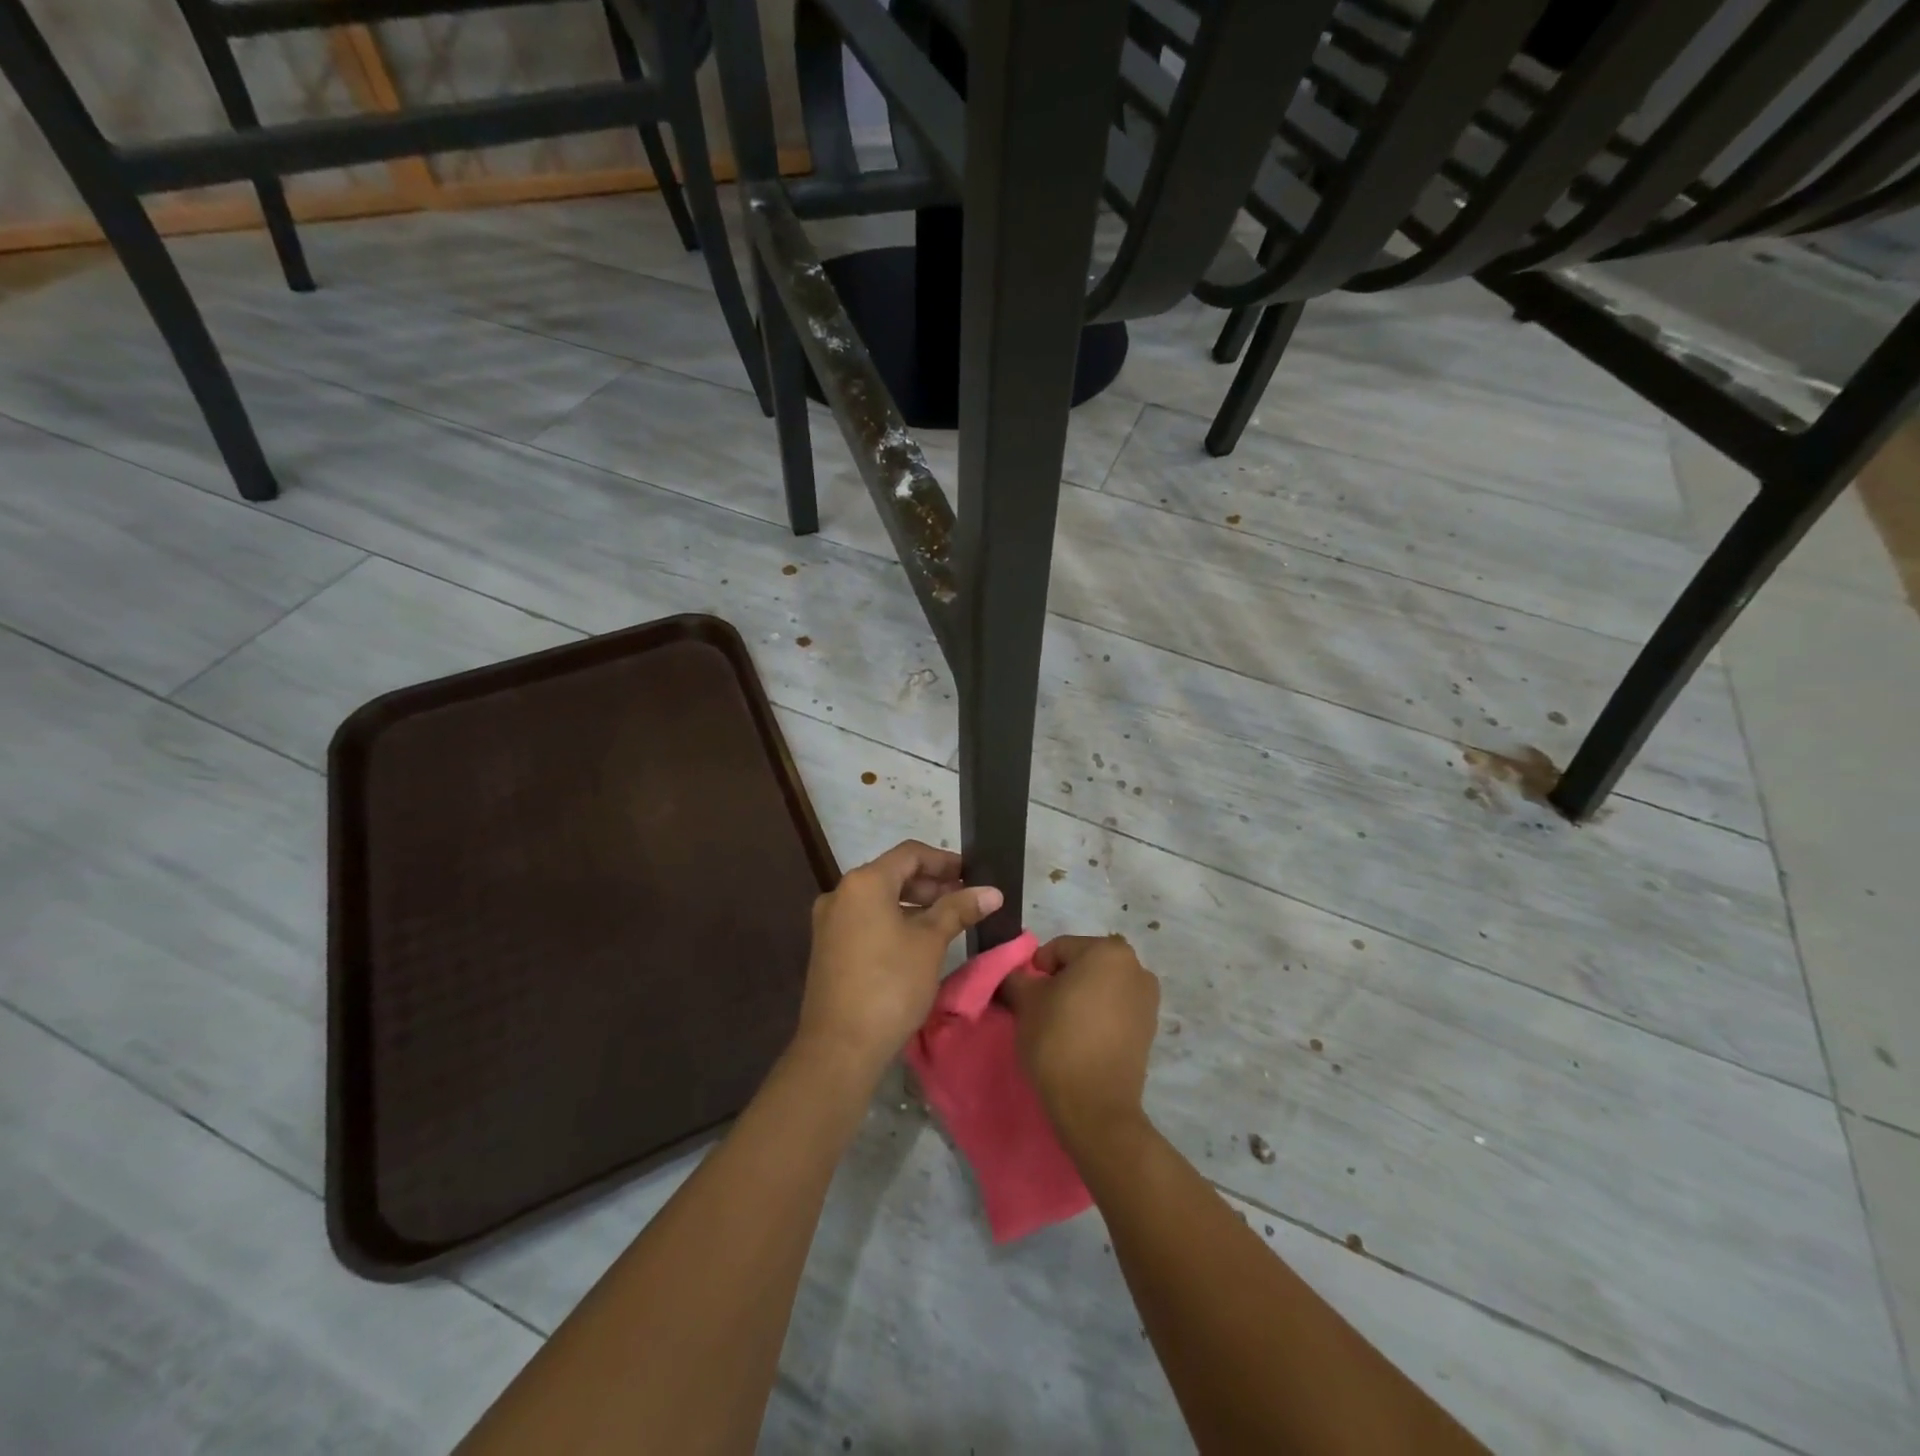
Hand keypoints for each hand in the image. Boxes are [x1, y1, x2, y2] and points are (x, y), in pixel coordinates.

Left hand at [794, 840, 1003, 1081]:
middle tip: (965, 899)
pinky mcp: (828, 948)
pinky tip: (918, 942)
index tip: (972, 874)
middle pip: (892, 874)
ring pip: (879, 900)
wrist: (840, 1047)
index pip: (910, 854)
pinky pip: (866, 921)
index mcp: (864, 882)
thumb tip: (992, 892)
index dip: (944, 860)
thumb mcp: (930, 943)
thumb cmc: (890, 985)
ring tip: (947, 921)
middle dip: (931, 884)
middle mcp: (840, 893)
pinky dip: (893, 922)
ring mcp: (830, 922)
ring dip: (914, 904)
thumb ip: (959, 910)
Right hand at [1000, 934, 1160, 1145]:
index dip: (1037, 970)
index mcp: (1108, 951)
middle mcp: (1136, 967)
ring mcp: (1147, 1000)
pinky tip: (1082, 1040)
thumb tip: (1015, 976)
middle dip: (1061, 982)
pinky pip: (1115, 1010)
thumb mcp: (1026, 1001)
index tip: (1027, 996)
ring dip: (1081, 999)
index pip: (1059, 948)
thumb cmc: (1059, 1039)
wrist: (1095, 1106)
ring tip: (1061, 1028)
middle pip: (1083, 965)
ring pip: (1100, 987)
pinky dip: (1097, 1017)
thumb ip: (1017, 977)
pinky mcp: (1149, 1029)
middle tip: (1042, 1010)